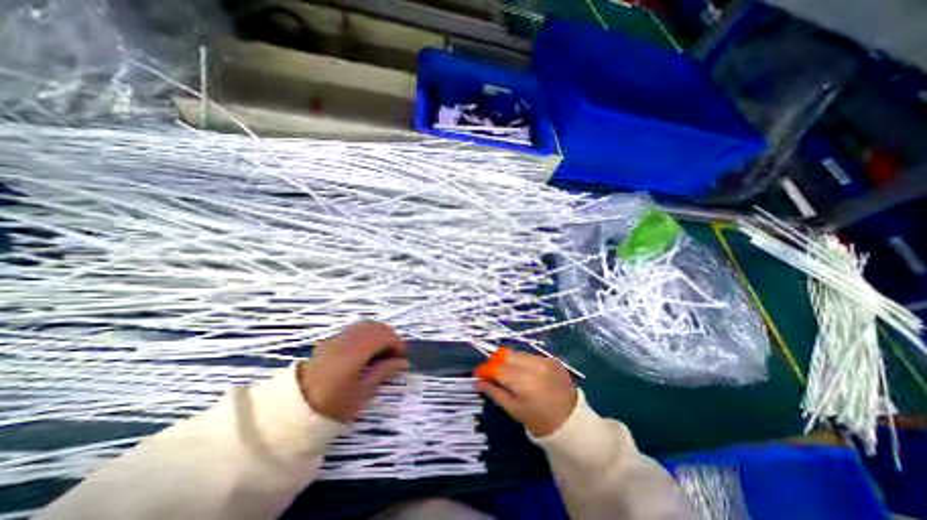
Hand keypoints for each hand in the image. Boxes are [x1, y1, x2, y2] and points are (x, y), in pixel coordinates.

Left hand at [297, 324, 407, 424]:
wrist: (292, 409)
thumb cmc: (331, 405)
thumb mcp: (361, 393)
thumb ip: (383, 372)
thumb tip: (403, 362)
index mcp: (355, 351)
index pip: (385, 336)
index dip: (398, 344)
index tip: (403, 358)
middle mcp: (347, 338)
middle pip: (377, 327)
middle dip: (390, 338)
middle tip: (394, 356)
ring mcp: (338, 337)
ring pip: (367, 326)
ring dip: (379, 336)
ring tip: (381, 354)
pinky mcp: (331, 340)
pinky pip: (356, 330)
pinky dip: (367, 336)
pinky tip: (366, 352)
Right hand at [474, 350, 575, 437]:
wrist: (571, 422)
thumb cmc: (538, 420)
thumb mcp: (513, 409)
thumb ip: (494, 392)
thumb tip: (477, 381)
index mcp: (523, 382)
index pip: (497, 368)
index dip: (485, 369)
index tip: (478, 374)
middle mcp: (534, 366)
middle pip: (506, 355)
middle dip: (495, 362)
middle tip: (492, 373)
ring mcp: (544, 360)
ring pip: (517, 353)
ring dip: (508, 360)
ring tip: (508, 373)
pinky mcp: (552, 359)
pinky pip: (530, 355)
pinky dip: (522, 362)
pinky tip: (523, 373)